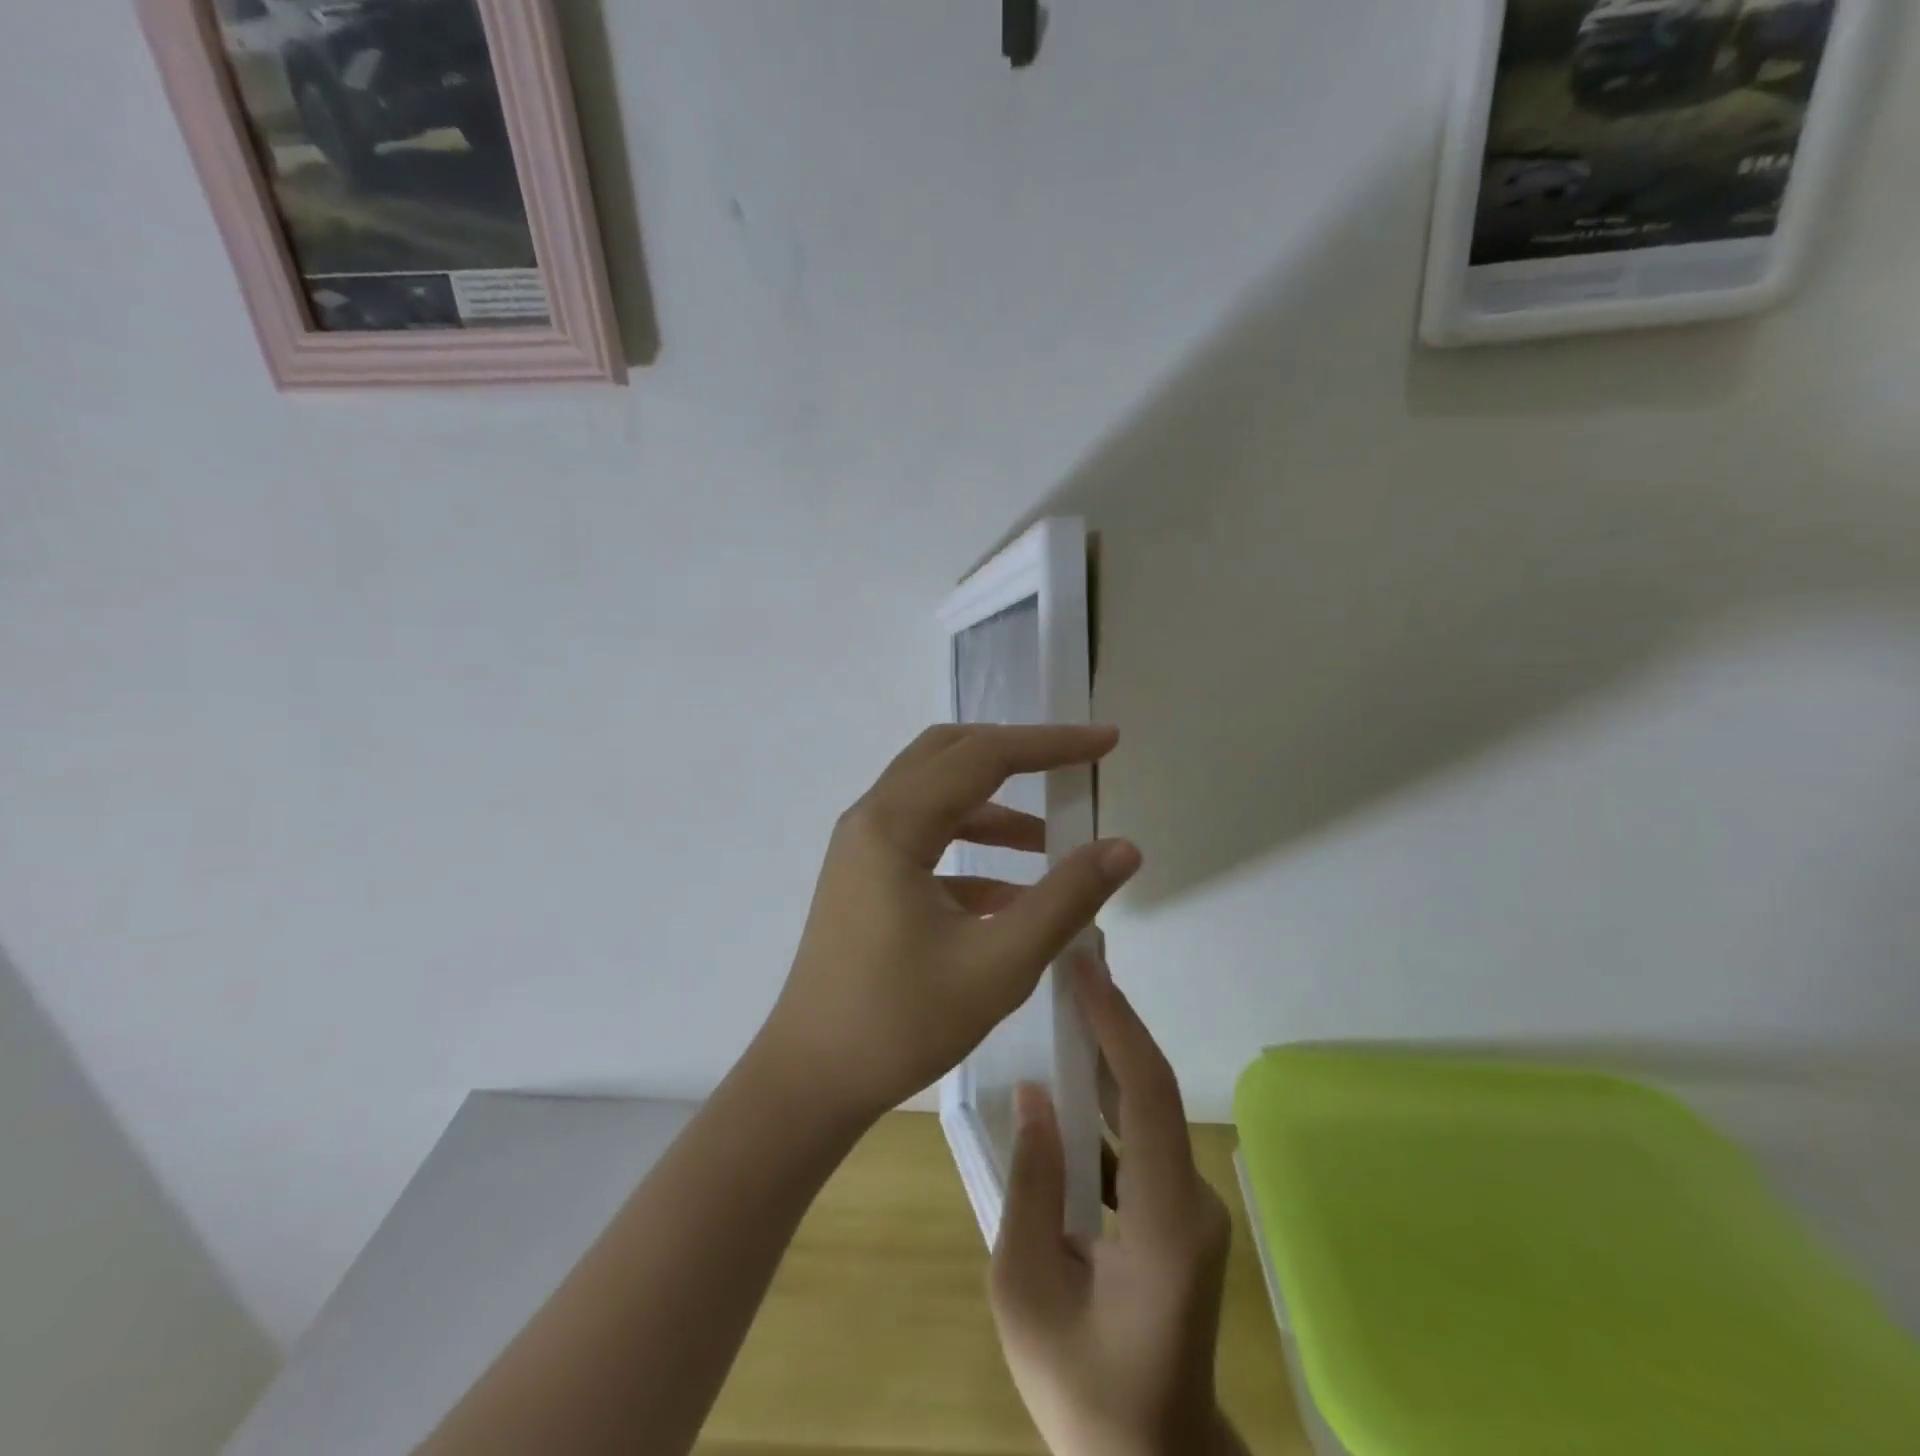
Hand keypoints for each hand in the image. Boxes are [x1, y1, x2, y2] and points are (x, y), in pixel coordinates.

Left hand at [757, 724, 1140, 1127]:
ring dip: (995, 806)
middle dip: (1017, 753)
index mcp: (894, 824)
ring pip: (937, 797)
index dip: (1051, 744)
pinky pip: (926, 841)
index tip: (1107, 741)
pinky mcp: (866, 878)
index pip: (984, 756)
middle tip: (1074, 763)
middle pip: (951, 755)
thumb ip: (1066, 898)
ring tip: (1052, 838)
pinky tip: (1015, 891)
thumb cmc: (901, 1022)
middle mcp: (872, 819)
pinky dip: (973, 848)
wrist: (812, 1081)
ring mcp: (864, 849)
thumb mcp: (998, 963)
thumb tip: (1124, 848)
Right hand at [989, 952, 1242, 1455]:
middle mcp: (1192, 1200)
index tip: (1085, 970)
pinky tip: (1069, 1077)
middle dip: (1113, 1020)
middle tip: (1070, 964)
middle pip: (1154, 1091)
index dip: (1118, 1026)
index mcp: (1165, 1223)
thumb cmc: (1082, 1389)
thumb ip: (1030, 1185)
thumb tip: (1033, 1094)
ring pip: (1150, 1109)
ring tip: (1065, 1001)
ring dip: (1108, 1052)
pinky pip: (1142, 1138)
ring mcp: (1191, 1206)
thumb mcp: (1026, 1291)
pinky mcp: (1177, 1212)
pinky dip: (1107, 1097)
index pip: (1150, 1098)